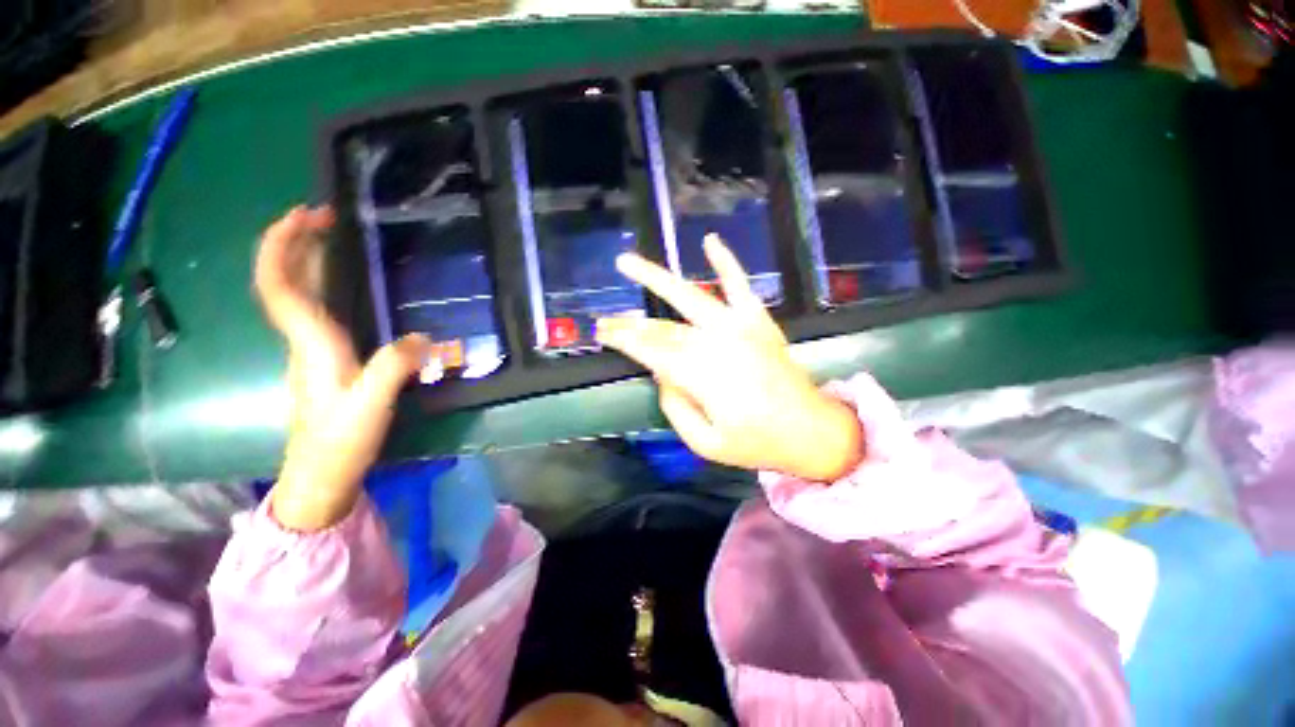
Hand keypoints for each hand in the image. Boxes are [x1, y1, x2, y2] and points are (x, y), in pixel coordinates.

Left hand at [255, 206, 430, 530]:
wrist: (321, 474)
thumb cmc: (341, 440)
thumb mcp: (372, 405)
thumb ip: (394, 367)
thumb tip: (422, 336)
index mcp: (312, 344)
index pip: (280, 286)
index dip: (282, 247)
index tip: (303, 215)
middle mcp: (304, 340)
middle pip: (285, 282)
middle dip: (295, 242)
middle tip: (323, 215)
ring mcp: (311, 350)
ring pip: (298, 294)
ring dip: (307, 259)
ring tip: (331, 237)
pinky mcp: (323, 359)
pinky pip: (314, 309)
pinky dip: (321, 284)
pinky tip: (342, 284)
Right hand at [596, 235, 863, 481]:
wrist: (810, 429)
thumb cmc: (757, 442)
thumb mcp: (706, 443)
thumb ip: (676, 408)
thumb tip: (661, 374)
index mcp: (704, 377)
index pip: (652, 351)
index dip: (624, 340)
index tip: (602, 332)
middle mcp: (717, 343)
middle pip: (663, 327)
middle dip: (630, 323)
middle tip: (606, 319)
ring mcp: (740, 326)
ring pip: (690, 297)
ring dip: (657, 278)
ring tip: (628, 262)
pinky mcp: (758, 320)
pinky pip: (739, 285)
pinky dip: (725, 262)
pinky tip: (709, 241)